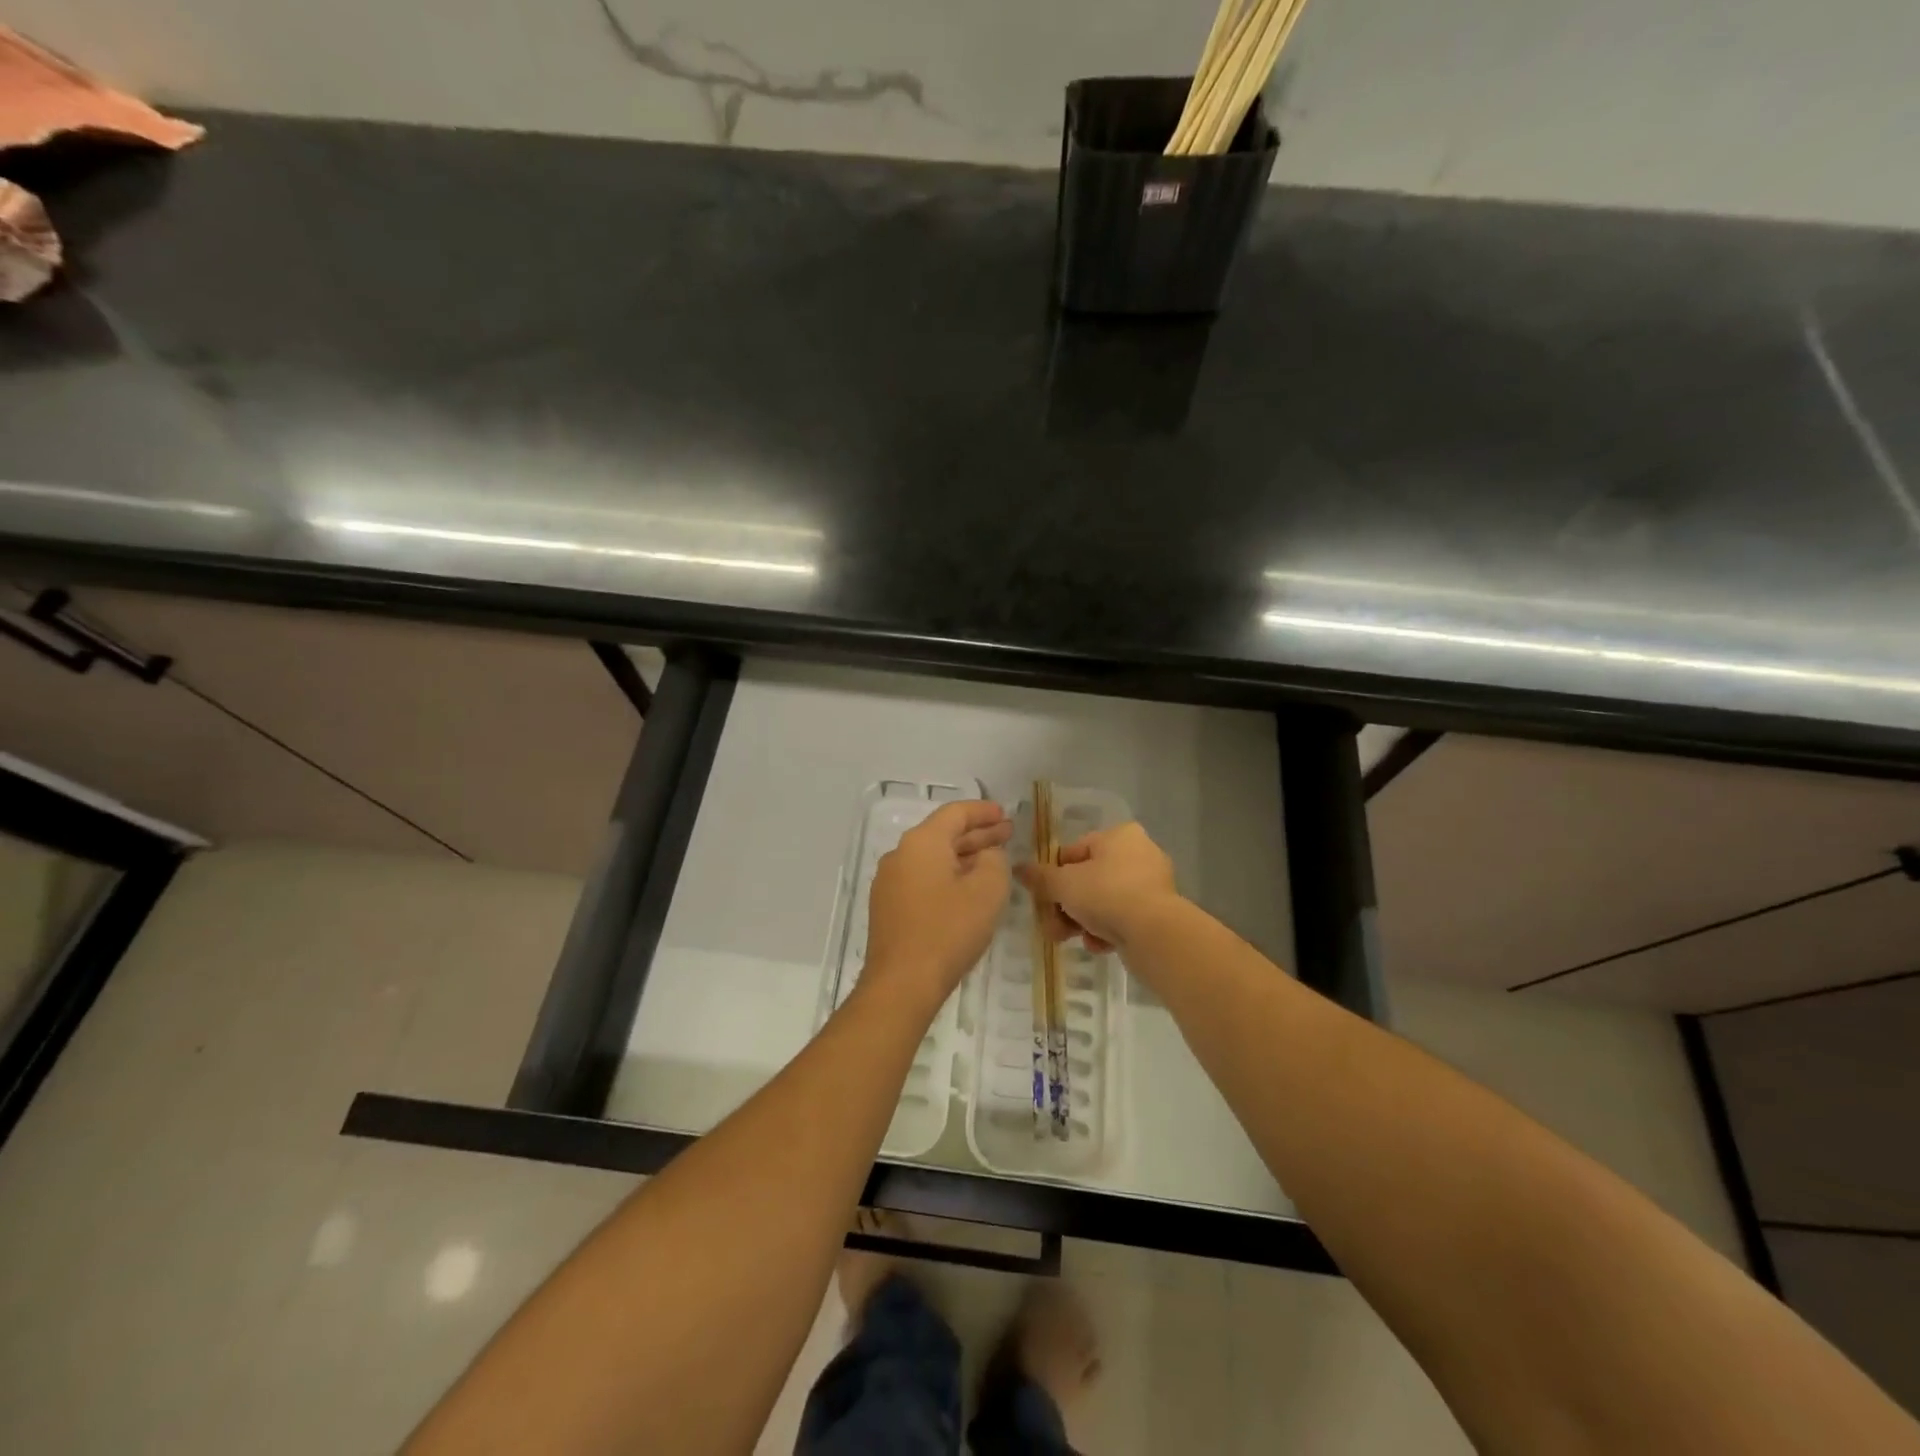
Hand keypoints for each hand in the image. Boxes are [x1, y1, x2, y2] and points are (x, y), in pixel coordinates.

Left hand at [863, 800, 1013, 1010]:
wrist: (902, 983)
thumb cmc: (948, 930)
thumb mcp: (987, 890)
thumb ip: (994, 861)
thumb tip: (986, 855)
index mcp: (921, 842)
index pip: (955, 813)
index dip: (983, 811)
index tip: (1005, 814)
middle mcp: (900, 854)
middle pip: (942, 834)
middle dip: (977, 834)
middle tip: (1007, 835)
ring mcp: (889, 882)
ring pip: (932, 858)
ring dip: (963, 857)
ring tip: (992, 861)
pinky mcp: (888, 907)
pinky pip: (922, 878)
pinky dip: (947, 875)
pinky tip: (967, 889)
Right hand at [1016, 821, 1178, 953]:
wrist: (1154, 934)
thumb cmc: (1106, 894)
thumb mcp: (1064, 884)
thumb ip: (1040, 877)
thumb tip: (1019, 868)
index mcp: (1120, 836)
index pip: (1074, 852)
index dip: (1054, 875)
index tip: (1044, 897)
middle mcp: (1140, 854)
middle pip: (1088, 879)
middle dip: (1067, 905)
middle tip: (1053, 925)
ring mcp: (1152, 884)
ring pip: (1104, 902)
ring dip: (1083, 920)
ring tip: (1072, 938)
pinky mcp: (1159, 913)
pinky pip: (1123, 918)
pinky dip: (1107, 931)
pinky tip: (1098, 944)